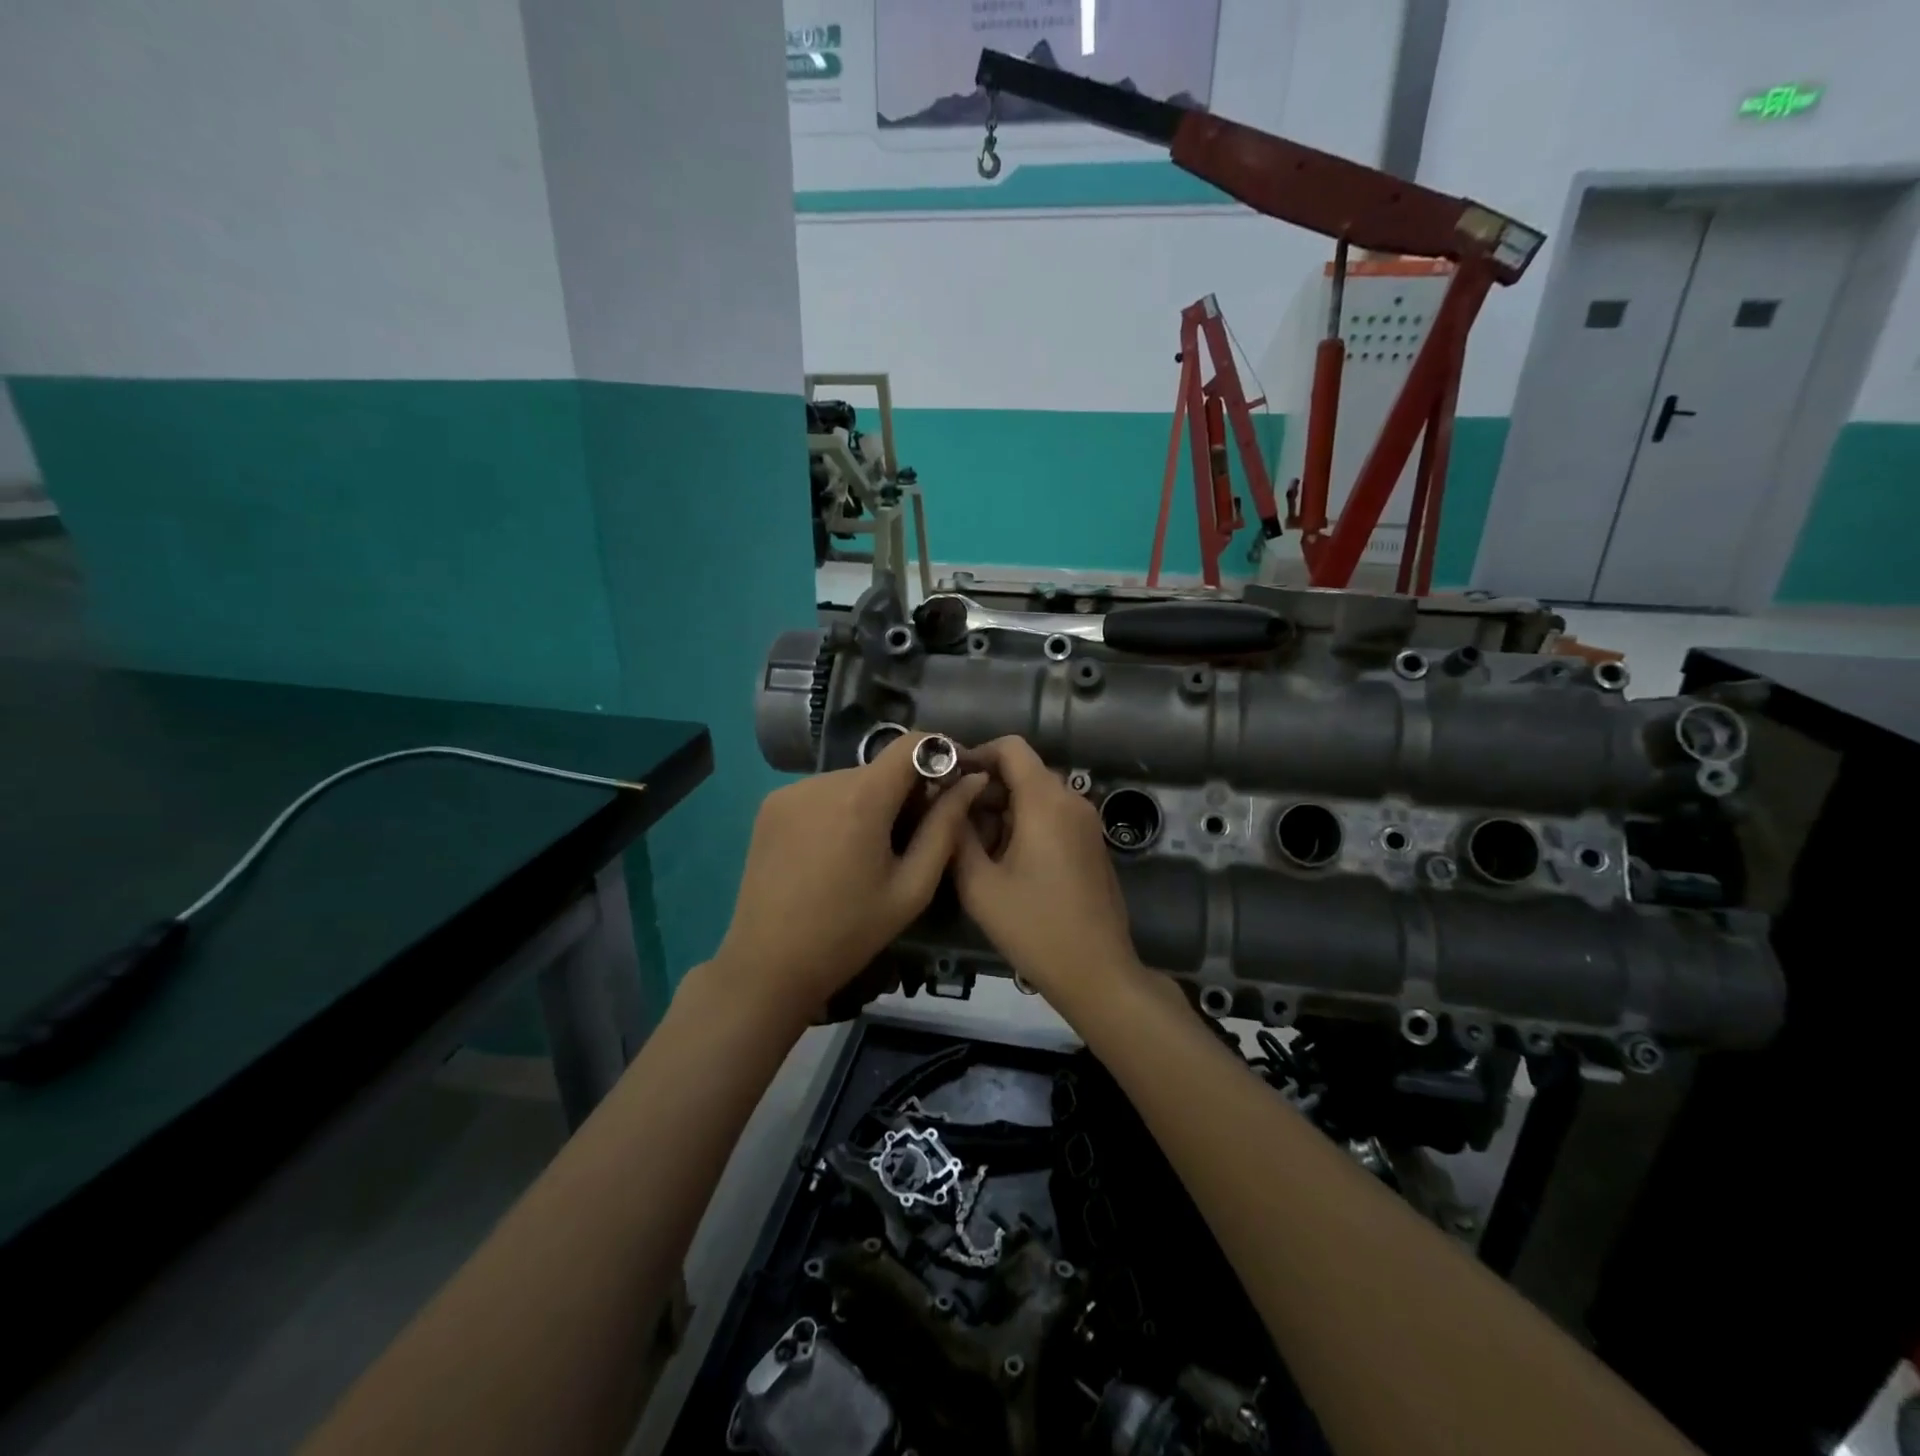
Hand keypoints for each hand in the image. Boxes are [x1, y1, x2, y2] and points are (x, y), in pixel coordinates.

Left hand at [713, 733, 985, 1023]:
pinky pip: (821, 793)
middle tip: (914, 837)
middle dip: (906, 791)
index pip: (912, 743)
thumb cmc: (850, 932)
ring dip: (872, 802)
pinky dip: (840, 810)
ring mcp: (791, 791)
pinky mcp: (770, 805)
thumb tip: (972, 781)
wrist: (768, 964)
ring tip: (871, 852)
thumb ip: (946, 827)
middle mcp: (823, 780)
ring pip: (852, 781)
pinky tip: (835, 852)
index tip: (956, 779)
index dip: (941, 753)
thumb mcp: (912, 887)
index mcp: (862, 798)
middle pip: (882, 767)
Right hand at [951, 737, 1143, 1002]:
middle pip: (1023, 771)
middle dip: (985, 788)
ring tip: (973, 846)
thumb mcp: (979, 883)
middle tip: (952, 819)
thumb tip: (948, 801)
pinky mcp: (1091, 844)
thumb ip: (957, 834)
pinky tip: (1004, 861)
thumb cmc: (1034, 926)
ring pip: (1037, 795)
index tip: (948, 779)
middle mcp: (1072, 800)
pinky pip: (1053, 816)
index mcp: (1045, 801)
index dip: (976, 753)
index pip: (1011, 747)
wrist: (1097, 971)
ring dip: (1003, 809)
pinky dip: (1025, 823)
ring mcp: (1086, 823)